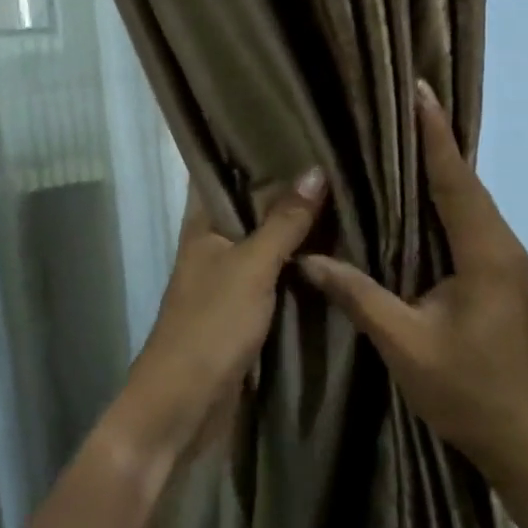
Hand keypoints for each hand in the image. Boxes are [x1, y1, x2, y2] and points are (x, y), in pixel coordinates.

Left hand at [108, 170, 326, 472]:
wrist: (183, 406)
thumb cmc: (209, 325)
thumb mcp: (251, 268)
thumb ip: (284, 222)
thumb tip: (317, 169)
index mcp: (202, 224)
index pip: (220, 170)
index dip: (247, 145)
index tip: (288, 121)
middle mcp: (213, 243)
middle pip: (249, 204)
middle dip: (284, 184)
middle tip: (333, 154)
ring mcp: (228, 277)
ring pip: (265, 240)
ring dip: (295, 225)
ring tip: (343, 190)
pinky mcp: (244, 308)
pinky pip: (274, 274)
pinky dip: (297, 262)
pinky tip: (333, 248)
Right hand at [300, 81, 527, 488]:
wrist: (522, 439)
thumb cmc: (467, 391)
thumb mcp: (404, 344)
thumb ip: (358, 295)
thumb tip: (307, 259)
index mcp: (484, 253)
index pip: (455, 180)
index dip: (435, 135)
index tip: (419, 91)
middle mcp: (500, 245)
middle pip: (464, 181)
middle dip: (435, 140)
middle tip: (401, 103)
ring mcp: (502, 261)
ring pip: (467, 200)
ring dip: (440, 167)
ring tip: (403, 135)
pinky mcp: (496, 275)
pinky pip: (466, 221)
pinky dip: (442, 197)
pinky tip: (415, 195)